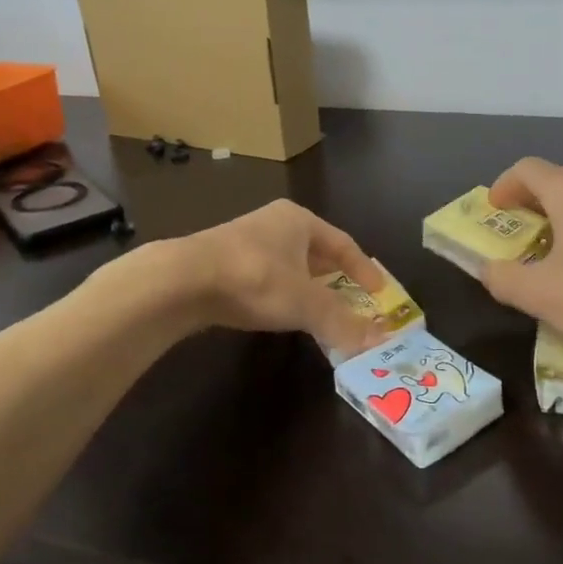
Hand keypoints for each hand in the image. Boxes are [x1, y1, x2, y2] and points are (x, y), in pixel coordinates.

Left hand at [175, 199, 388, 355]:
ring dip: (308, 286)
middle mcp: (275, 223)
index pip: (344, 243)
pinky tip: (281, 311)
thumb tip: (376, 343)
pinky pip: (266, 276)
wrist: (183, 280)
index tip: (379, 292)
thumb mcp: (305, 303)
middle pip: (317, 251)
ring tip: (322, 309)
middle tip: (354, 300)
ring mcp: (246, 240)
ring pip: (290, 264)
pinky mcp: (223, 261)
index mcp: (299, 220)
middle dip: (336, 276)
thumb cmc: (255, 279)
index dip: (364, 269)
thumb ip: (341, 322)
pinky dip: (282, 293)